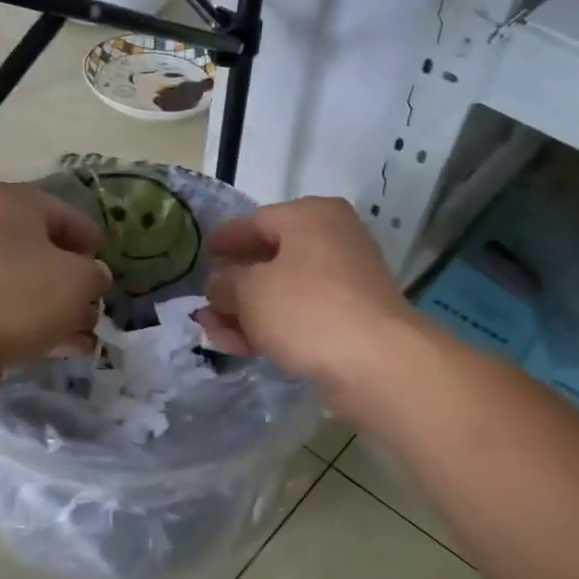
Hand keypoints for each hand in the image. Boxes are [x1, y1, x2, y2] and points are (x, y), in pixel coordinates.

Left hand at [0, 181, 108, 374]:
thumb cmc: (19, 295)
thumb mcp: (79, 280)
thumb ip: (96, 274)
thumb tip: (92, 278)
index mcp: (11, 202)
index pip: (67, 214)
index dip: (94, 243)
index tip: (109, 270)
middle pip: (44, 250)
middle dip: (75, 281)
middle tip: (96, 305)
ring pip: (26, 284)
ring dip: (59, 308)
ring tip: (86, 334)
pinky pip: (8, 310)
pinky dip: (36, 325)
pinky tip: (63, 349)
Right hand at [198, 197, 413, 402]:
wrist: (377, 362)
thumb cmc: (308, 310)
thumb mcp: (250, 292)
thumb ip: (226, 283)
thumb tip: (220, 284)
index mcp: (310, 216)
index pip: (255, 221)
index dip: (224, 240)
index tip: (202, 253)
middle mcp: (331, 239)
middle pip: (269, 259)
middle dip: (232, 286)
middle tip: (204, 305)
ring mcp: (345, 279)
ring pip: (283, 291)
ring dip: (247, 312)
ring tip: (214, 333)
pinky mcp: (350, 316)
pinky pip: (300, 314)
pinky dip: (272, 326)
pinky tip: (244, 347)